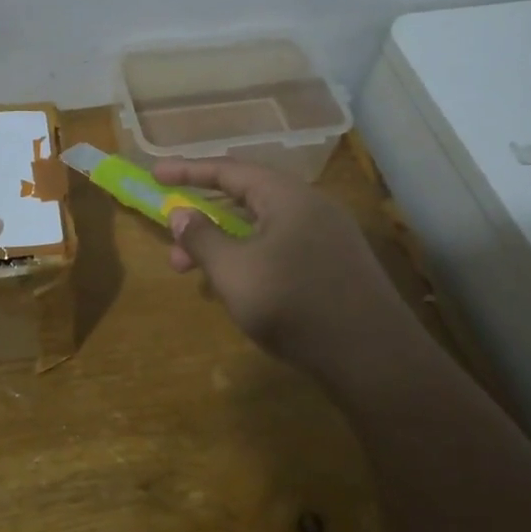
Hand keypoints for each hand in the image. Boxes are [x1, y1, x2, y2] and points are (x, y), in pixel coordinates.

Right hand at [155, 155, 402, 369]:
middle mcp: (311, 208)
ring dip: (225, 245)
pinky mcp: (337, 268)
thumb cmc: (294, 304)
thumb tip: (181, 213)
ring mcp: (328, 238)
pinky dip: (251, 259)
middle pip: (247, 198)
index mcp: (287, 196)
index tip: (156, 174)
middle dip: (204, 218)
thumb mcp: (234, 271)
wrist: (375, 361)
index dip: (188, 171)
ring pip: (263, 229)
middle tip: (172, 242)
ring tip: (196, 275)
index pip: (229, 170)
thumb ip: (202, 238)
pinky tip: (238, 290)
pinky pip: (282, 249)